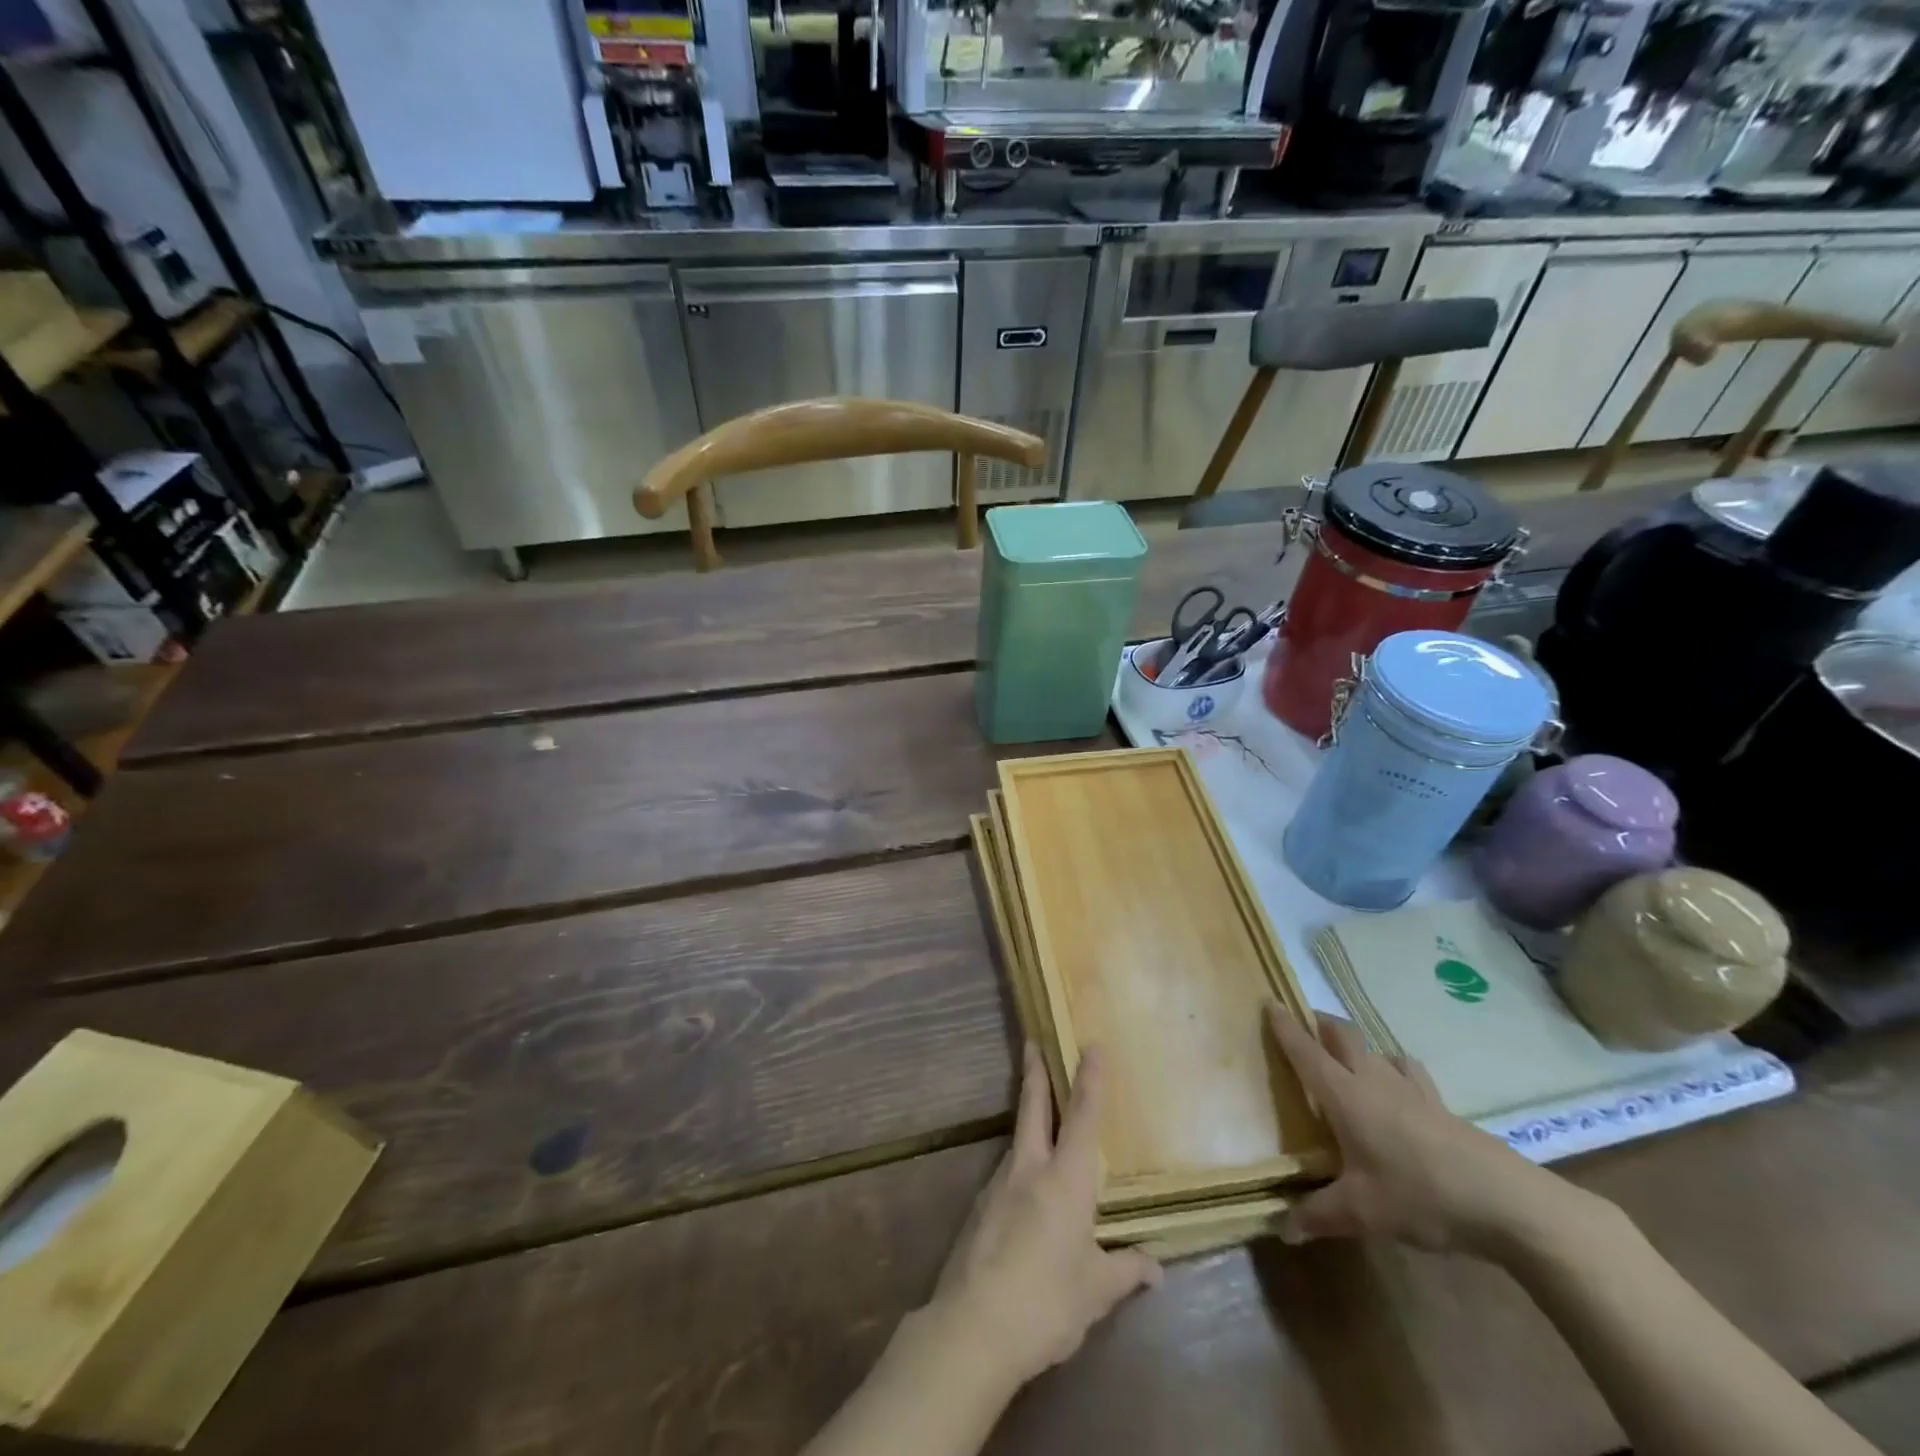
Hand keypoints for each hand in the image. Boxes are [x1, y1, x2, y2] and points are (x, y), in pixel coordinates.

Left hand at [926, 1043, 1162, 1389]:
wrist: (973, 1327)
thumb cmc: (1047, 1302)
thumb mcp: (1096, 1292)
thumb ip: (1126, 1272)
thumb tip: (1155, 1267)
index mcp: (1065, 1180)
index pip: (1083, 1117)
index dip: (1090, 1079)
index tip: (1091, 1045)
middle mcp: (1029, 1169)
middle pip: (1033, 1107)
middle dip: (1035, 1072)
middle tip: (1032, 1042)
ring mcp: (998, 1185)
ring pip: (1018, 1139)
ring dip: (1028, 1119)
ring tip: (1041, 1121)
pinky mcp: (979, 1208)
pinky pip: (1006, 1174)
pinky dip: (1019, 1166)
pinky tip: (1025, 1193)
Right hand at [1267, 1006, 1596, 1260]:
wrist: (1505, 1201)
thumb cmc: (1419, 1195)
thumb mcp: (1361, 1213)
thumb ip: (1318, 1215)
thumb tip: (1282, 1228)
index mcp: (1344, 1094)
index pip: (1306, 1051)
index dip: (1285, 1027)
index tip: (1270, 1002)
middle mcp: (1372, 1079)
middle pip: (1342, 1035)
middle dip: (1320, 1023)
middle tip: (1305, 1024)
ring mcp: (1411, 1088)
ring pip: (1376, 1049)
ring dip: (1358, 1045)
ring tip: (1350, 1057)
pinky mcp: (1441, 1105)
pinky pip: (1409, 1072)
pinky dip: (1394, 1069)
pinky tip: (1399, 1089)